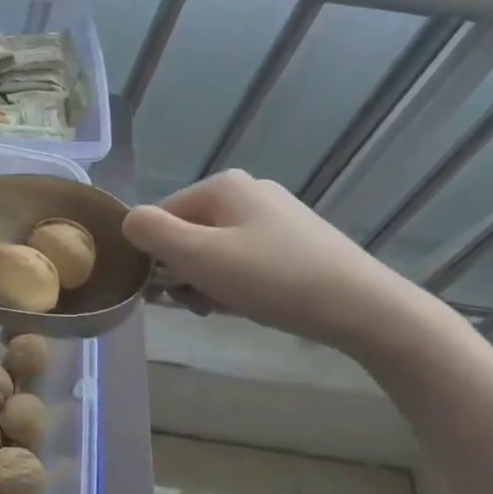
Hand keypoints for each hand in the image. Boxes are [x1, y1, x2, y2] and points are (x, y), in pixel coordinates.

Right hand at [122, 171, 446, 359]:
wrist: (363, 308)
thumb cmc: (271, 278)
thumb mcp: (198, 255)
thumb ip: (150, 232)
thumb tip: (129, 222)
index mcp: (222, 185)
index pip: (161, 217)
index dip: (158, 257)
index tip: (173, 292)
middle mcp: (248, 191)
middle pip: (188, 233)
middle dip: (185, 272)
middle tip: (201, 304)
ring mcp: (276, 216)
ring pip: (216, 250)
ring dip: (209, 282)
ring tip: (227, 307)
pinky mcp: (297, 242)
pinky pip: (245, 259)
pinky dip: (237, 283)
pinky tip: (251, 304)